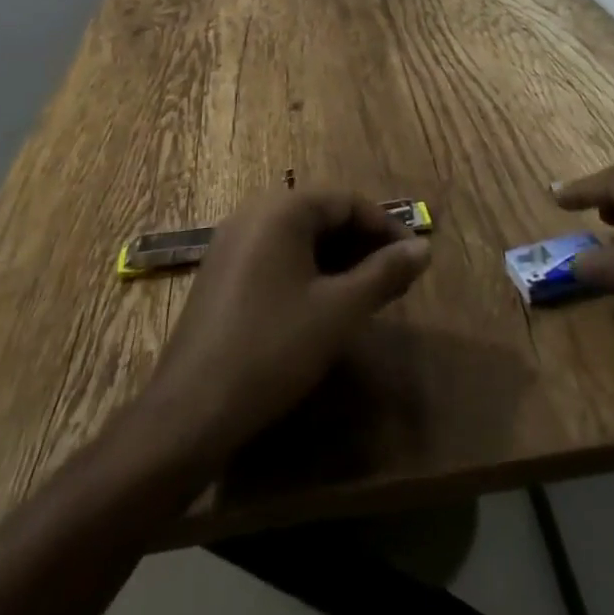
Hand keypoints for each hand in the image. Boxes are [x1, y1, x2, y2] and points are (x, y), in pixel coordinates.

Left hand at [143, 188, 432, 457]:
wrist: (190, 411)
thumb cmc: (272, 350)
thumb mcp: (339, 312)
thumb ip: (384, 274)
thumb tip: (423, 249)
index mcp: (282, 209)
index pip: (348, 202)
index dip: (387, 229)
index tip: (415, 260)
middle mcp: (255, 213)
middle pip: (323, 216)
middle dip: (364, 246)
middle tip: (397, 282)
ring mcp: (233, 242)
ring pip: (301, 239)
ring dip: (339, 261)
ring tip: (369, 296)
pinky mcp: (223, 273)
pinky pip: (277, 257)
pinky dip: (309, 272)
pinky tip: (325, 306)